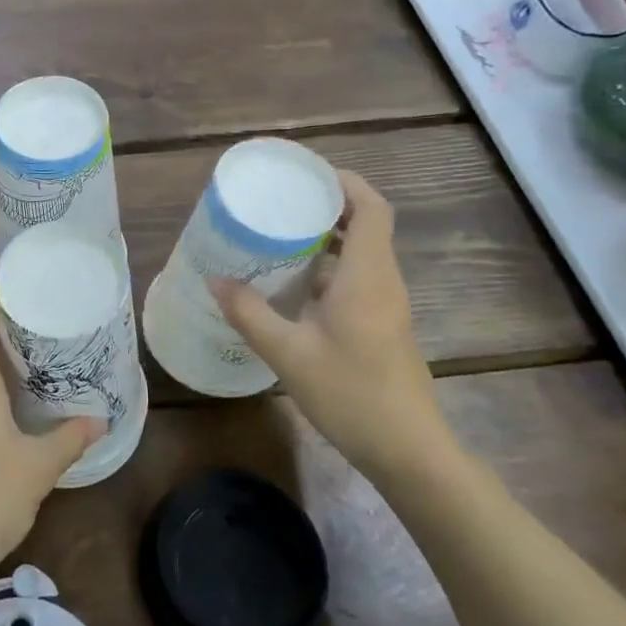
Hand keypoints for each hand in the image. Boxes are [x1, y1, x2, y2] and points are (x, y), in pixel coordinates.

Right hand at [211, 171, 451, 478]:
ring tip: (279, 235)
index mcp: (367, 274)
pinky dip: (329, 268)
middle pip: (366, 224)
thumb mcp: (288, 353)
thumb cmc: (351, 393)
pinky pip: (357, 279)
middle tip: (281, 202)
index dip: (344, 182)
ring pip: (361, 253)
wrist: (409, 451)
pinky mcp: (383, 325)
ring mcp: (386, 305)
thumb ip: (250, 313)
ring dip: (327, 238)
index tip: (306, 175)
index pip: (371, 207)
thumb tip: (215, 280)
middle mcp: (382, 280)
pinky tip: (293, 285)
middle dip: (327, 206)